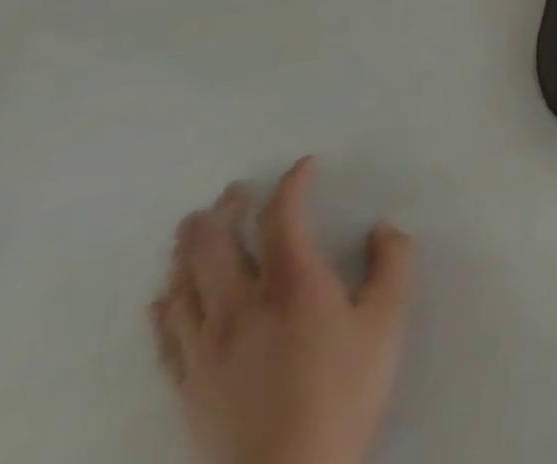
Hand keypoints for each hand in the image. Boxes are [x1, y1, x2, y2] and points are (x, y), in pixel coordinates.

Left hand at [151, 158, 413, 463]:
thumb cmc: (344, 390)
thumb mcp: (388, 319)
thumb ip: (393, 263)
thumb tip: (383, 229)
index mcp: (292, 283)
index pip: (282, 218)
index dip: (292, 185)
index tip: (306, 166)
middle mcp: (241, 306)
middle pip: (217, 246)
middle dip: (225, 211)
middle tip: (233, 190)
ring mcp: (206, 348)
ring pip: (184, 286)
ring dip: (187, 249)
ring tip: (190, 227)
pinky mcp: (188, 385)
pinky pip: (166, 335)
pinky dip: (164, 305)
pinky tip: (163, 296)